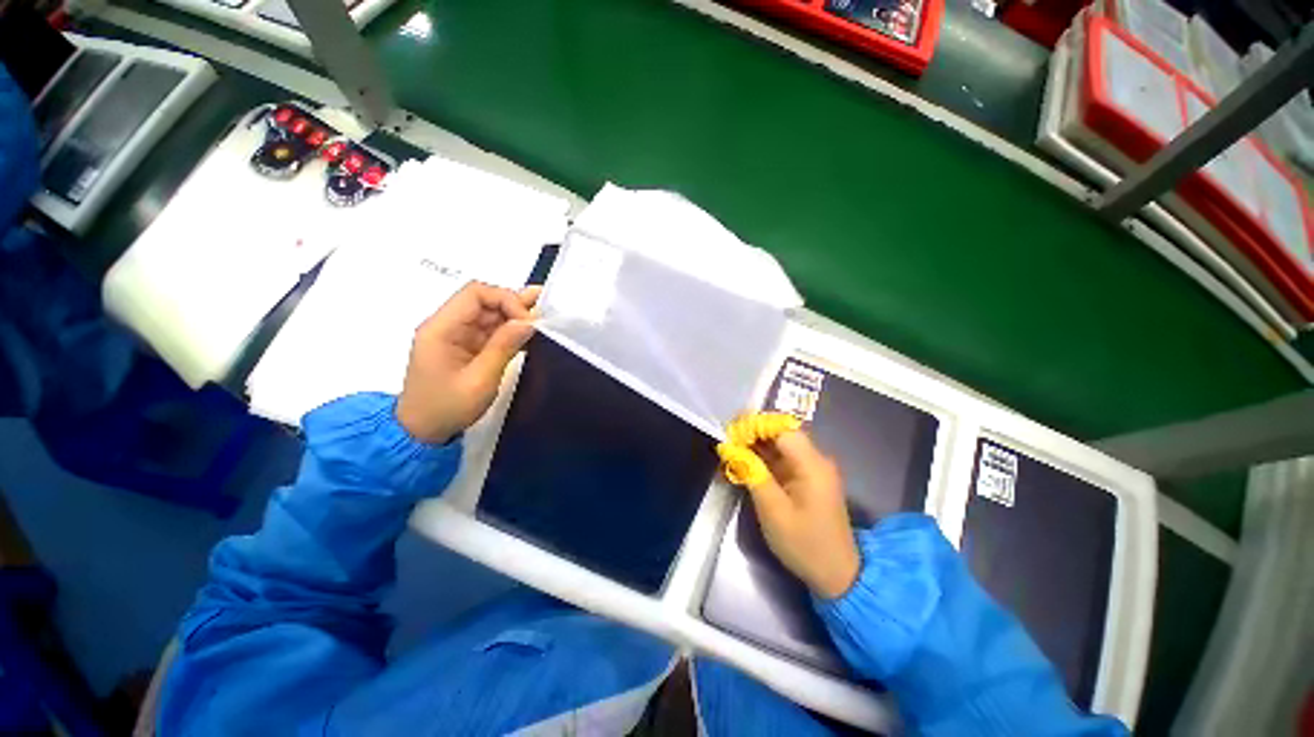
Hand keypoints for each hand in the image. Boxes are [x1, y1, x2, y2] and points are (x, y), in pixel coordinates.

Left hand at [395, 282, 538, 443]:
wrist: (422, 433)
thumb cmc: (447, 408)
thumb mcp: (480, 380)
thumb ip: (504, 346)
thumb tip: (529, 322)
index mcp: (441, 328)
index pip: (476, 294)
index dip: (506, 300)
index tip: (529, 322)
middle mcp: (447, 326)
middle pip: (483, 301)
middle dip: (514, 306)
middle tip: (545, 312)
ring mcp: (457, 336)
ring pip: (489, 314)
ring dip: (515, 317)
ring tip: (544, 319)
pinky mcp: (466, 348)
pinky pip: (490, 331)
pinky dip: (511, 332)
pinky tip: (531, 336)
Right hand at [742, 431, 860, 598]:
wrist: (837, 575)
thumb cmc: (804, 544)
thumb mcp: (773, 510)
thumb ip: (752, 474)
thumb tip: (732, 448)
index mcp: (812, 465)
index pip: (783, 429)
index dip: (757, 426)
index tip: (733, 431)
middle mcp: (816, 460)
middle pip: (783, 434)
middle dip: (754, 433)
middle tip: (728, 439)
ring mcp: (813, 470)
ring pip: (782, 446)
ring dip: (758, 445)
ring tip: (733, 448)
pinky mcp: (809, 479)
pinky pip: (784, 460)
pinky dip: (765, 458)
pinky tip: (747, 462)